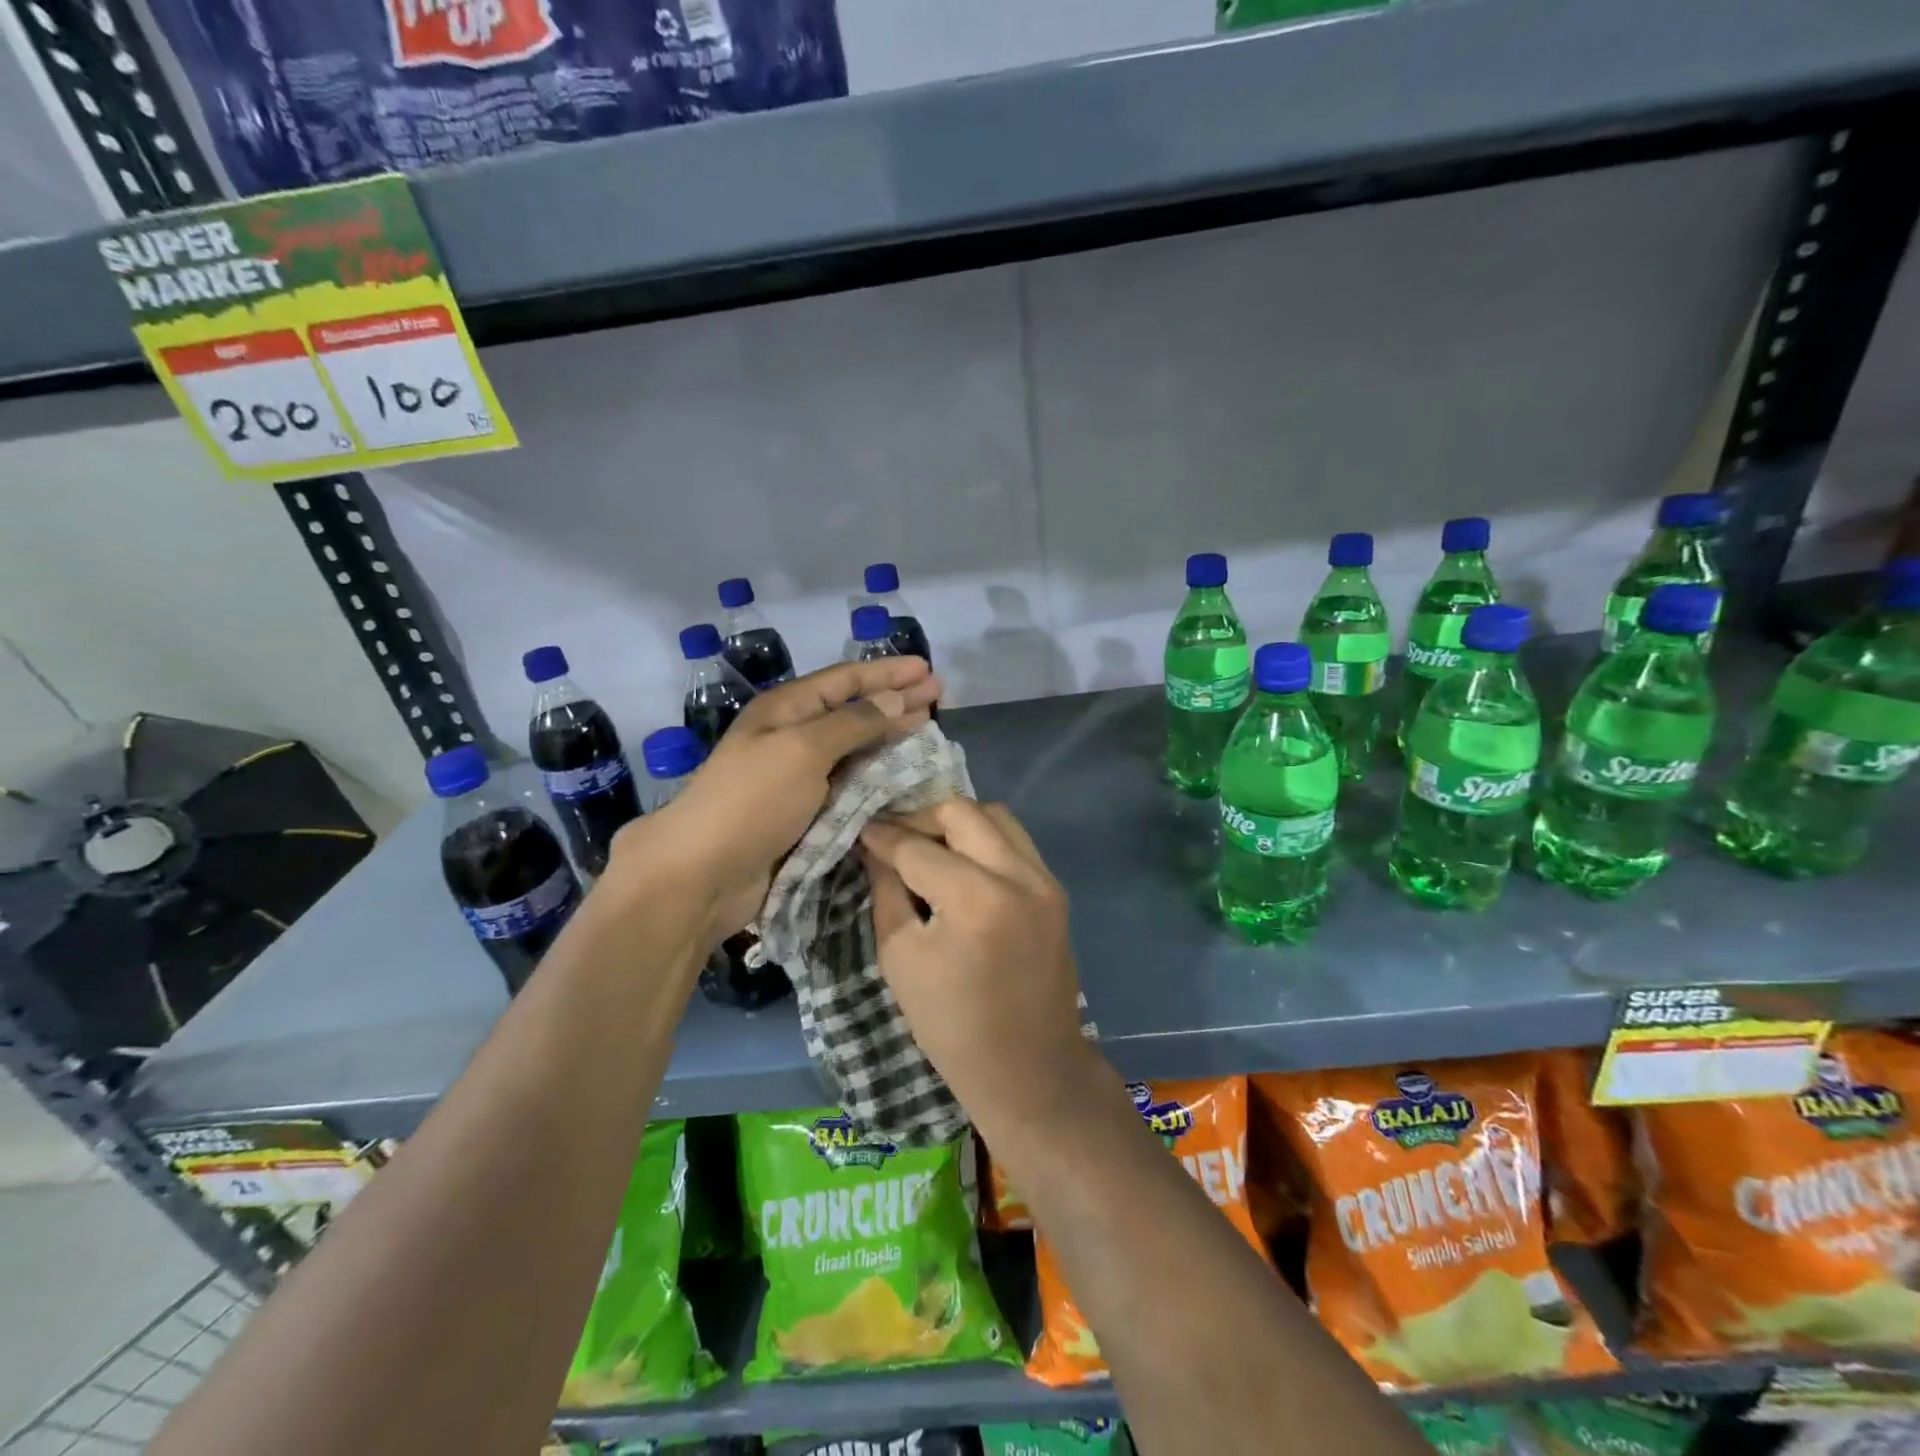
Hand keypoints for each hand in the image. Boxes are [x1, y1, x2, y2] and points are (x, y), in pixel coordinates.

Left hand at [609, 657, 940, 942]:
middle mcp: (794, 736)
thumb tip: (895, 700)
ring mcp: (799, 776)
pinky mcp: (806, 812)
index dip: (887, 673)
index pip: (846, 680)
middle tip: (938, 695)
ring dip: (890, 738)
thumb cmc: (752, 801)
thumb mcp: (803, 750)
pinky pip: (851, 784)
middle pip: (853, 710)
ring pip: (855, 748)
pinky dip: (878, 776)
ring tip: (928, 729)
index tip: (928, 670)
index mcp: (786, 710)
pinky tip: (903, 776)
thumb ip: (853, 723)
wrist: (703, 873)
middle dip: (895, 700)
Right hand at [859, 800, 1097, 1134]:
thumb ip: (887, 891)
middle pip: (961, 812)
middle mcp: (1017, 875)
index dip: (883, 836)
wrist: (1028, 1067)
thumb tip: (874, 847)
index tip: (861, 830)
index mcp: (975, 898)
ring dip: (957, 823)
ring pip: (995, 816)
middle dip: (920, 818)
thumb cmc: (952, 1025)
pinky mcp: (1055, 889)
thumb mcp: (901, 957)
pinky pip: (1015, 841)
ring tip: (929, 848)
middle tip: (894, 839)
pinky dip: (985, 840)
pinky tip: (962, 864)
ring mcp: (1044, 879)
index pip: (917, 847)